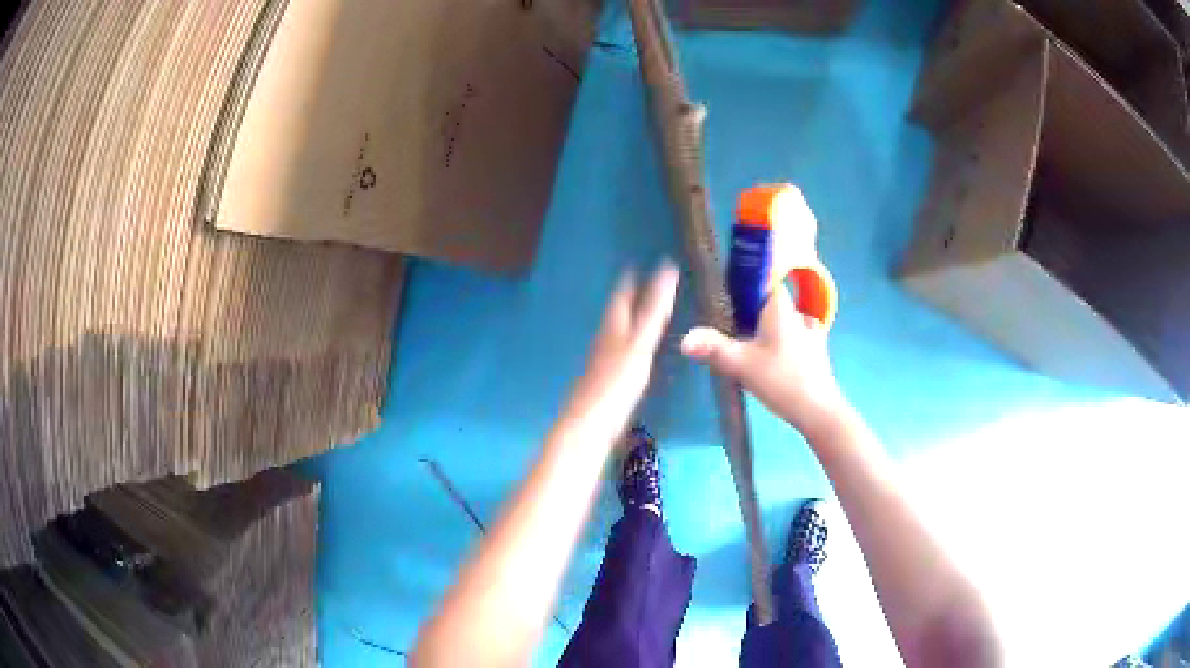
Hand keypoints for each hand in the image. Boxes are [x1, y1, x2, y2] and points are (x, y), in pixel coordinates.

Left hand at [563, 264, 679, 438]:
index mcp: (612, 330)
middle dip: (626, 299)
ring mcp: (601, 365)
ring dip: (626, 322)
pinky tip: (631, 356)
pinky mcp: (604, 386)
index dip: (627, 282)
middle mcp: (603, 342)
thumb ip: (654, 310)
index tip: (634, 265)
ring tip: (638, 314)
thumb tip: (667, 268)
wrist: (588, 427)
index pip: (620, 298)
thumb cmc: (616, 384)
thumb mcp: (640, 343)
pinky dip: (626, 346)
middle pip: (615, 315)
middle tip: (638, 284)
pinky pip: (617, 356)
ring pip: (614, 335)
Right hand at [680, 284, 846, 440]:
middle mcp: (798, 312)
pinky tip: (773, 358)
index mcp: (780, 306)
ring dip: (769, 327)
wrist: (818, 410)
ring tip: (750, 343)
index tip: (730, 290)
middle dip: (754, 309)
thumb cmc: (781, 380)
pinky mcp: (817, 351)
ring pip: (785, 319)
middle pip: (773, 300)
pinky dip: (783, 342)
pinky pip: (796, 336)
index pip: (766, 275)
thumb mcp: (741, 364)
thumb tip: (684, 339)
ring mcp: (811, 331)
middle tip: (732, 324)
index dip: (747, 279)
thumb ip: (712, 348)